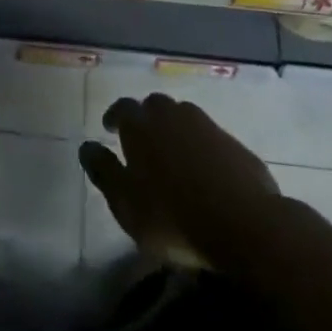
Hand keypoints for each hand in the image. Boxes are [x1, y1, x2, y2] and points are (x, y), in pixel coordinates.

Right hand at [80, 93, 282, 266]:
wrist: (246, 225)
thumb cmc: (174, 217)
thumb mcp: (126, 204)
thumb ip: (104, 172)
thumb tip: (85, 147)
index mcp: (141, 126)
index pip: (122, 108)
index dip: (114, 116)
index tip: (110, 129)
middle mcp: (172, 116)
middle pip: (155, 105)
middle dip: (145, 117)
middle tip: (142, 139)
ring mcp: (207, 127)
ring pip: (184, 115)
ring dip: (174, 126)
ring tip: (172, 150)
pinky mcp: (235, 144)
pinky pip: (210, 135)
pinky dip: (201, 144)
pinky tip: (203, 167)